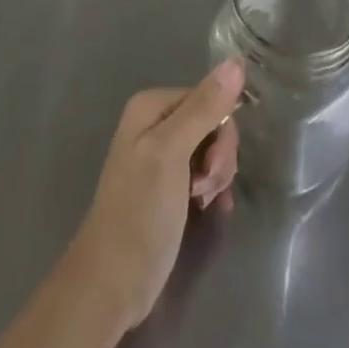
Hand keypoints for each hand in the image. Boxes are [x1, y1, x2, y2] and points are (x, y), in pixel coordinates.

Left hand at [62, 60, 244, 333]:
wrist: (111, 285)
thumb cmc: (140, 213)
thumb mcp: (172, 153)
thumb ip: (204, 108)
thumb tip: (237, 62)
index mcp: (152, 105)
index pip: (208, 97)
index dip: (220, 130)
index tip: (213, 166)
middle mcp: (155, 123)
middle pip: (211, 122)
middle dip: (219, 155)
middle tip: (207, 188)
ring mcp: (160, 156)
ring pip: (210, 148)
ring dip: (216, 174)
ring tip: (203, 201)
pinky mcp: (167, 186)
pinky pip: (203, 172)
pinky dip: (212, 187)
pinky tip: (212, 208)